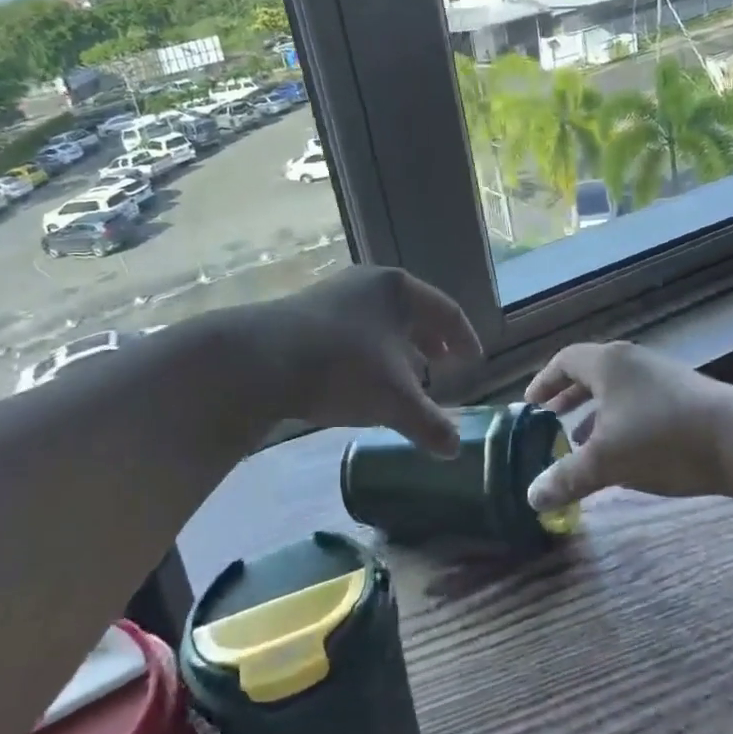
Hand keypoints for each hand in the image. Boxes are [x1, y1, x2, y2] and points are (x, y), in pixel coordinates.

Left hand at [250, 266, 481, 456]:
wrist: (259, 360)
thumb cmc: (343, 367)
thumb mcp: (394, 399)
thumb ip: (429, 424)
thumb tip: (455, 450)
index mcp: (399, 289)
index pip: (447, 311)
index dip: (465, 338)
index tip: (474, 362)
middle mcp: (368, 283)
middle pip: (412, 313)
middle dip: (430, 343)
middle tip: (442, 366)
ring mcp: (333, 295)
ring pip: (379, 322)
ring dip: (398, 350)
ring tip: (404, 378)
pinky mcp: (304, 313)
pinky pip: (352, 330)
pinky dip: (368, 353)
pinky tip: (362, 379)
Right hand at [523, 341, 732, 508]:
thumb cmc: (662, 439)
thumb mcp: (607, 461)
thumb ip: (566, 477)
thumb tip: (531, 498)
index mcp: (609, 364)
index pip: (565, 361)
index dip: (544, 382)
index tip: (529, 405)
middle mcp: (634, 362)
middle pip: (591, 374)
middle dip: (568, 399)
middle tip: (550, 421)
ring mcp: (664, 377)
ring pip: (618, 391)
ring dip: (596, 414)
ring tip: (582, 443)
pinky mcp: (687, 397)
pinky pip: (640, 403)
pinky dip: (622, 422)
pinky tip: (626, 453)